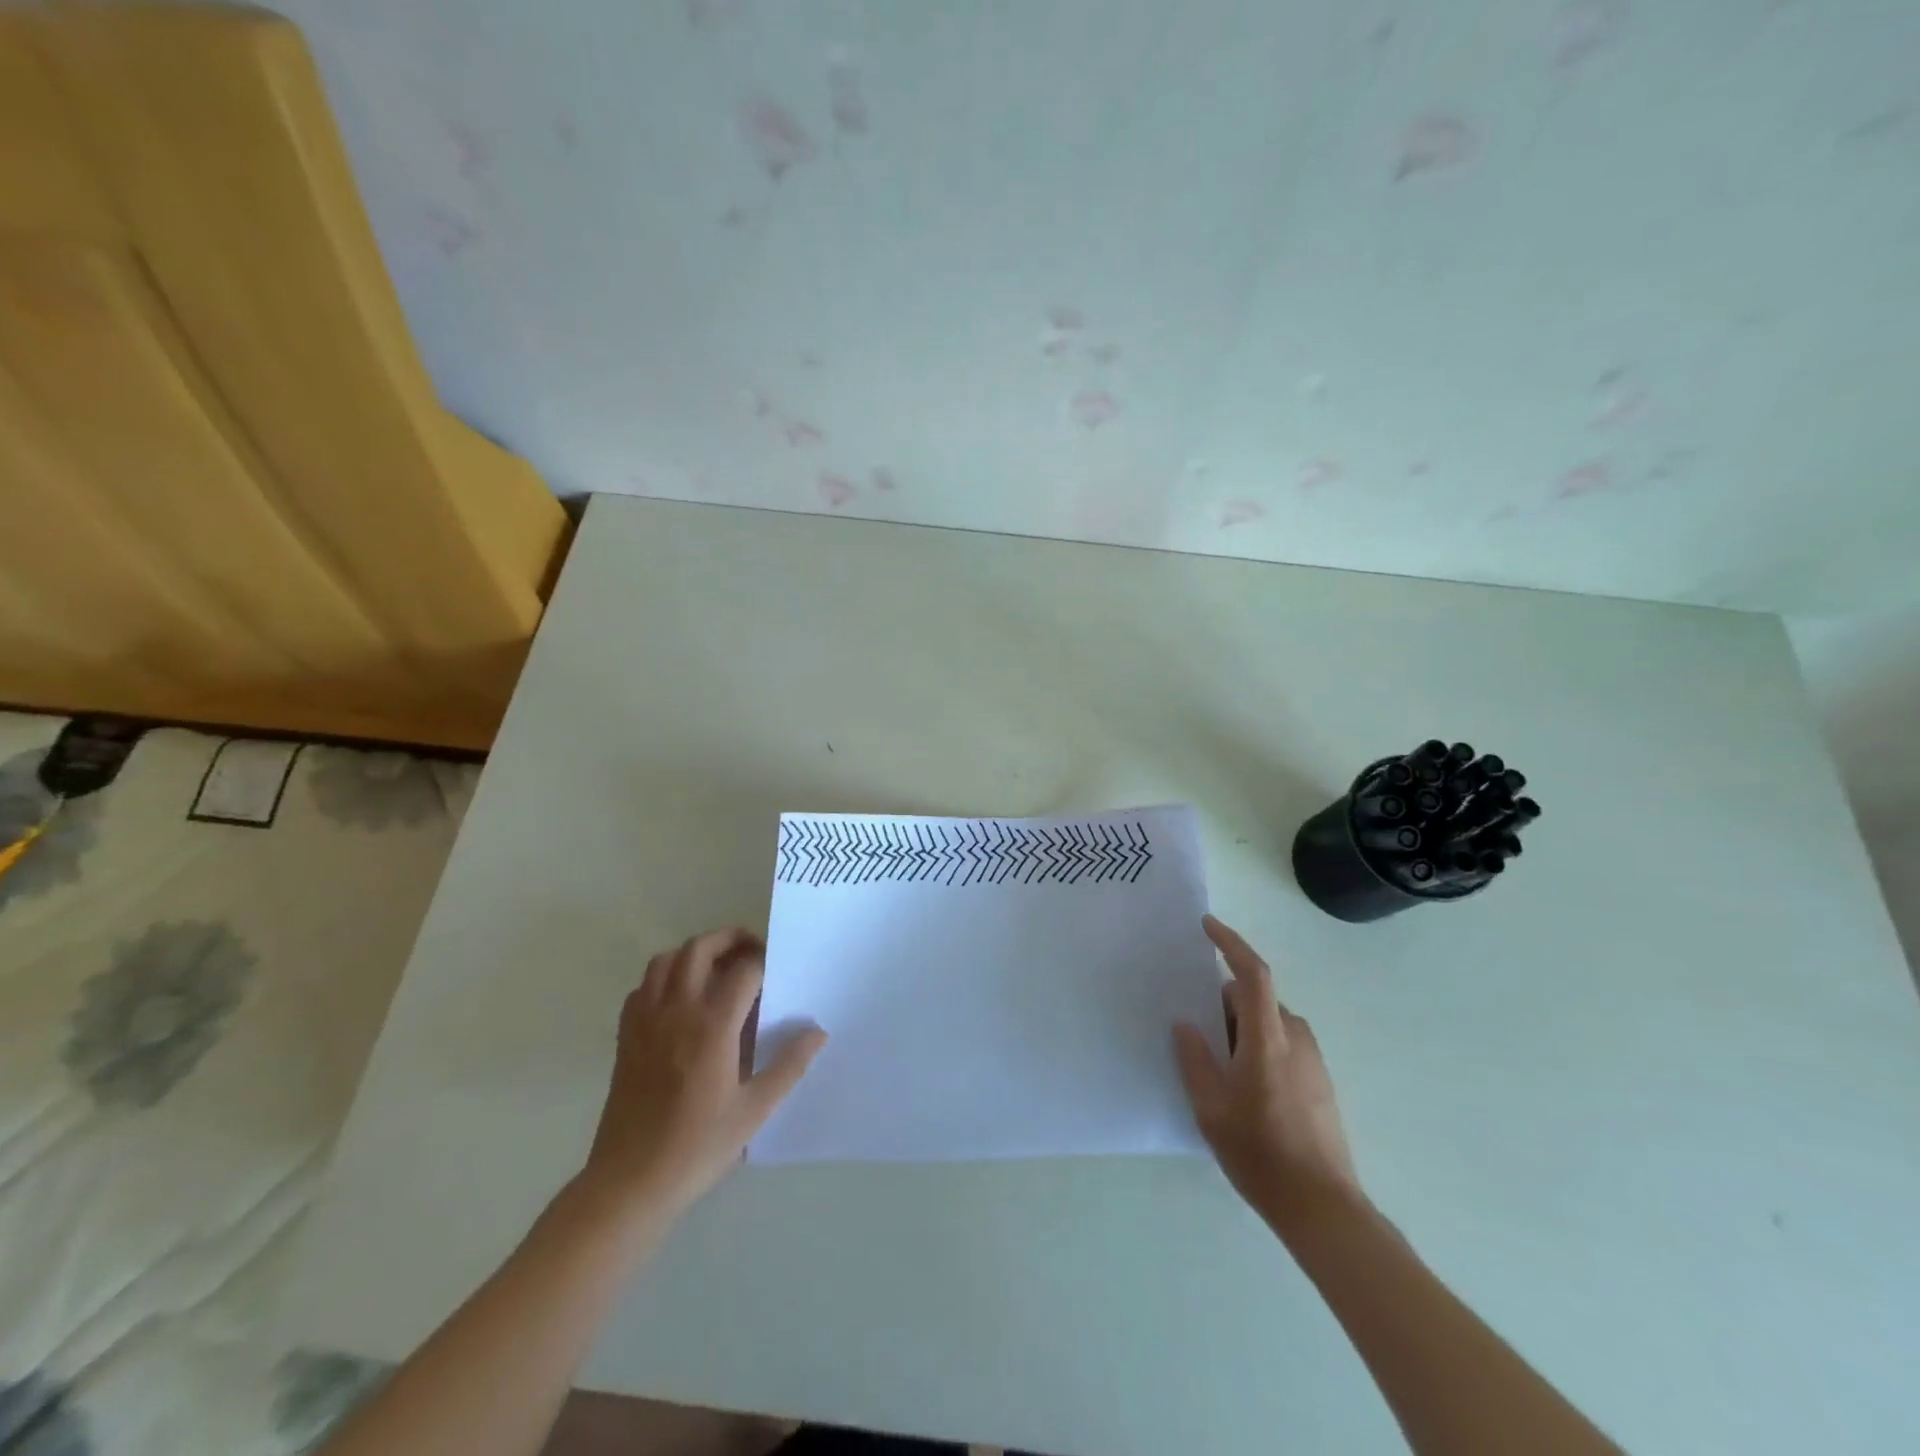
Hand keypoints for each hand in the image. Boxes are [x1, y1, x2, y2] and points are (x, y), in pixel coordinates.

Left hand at [581, 928, 825, 1216]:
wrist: (629, 1183)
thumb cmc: (697, 1147)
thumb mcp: (755, 1110)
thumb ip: (789, 1065)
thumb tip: (817, 1031)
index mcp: (712, 1026)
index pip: (744, 971)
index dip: (764, 963)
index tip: (778, 972)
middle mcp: (677, 1011)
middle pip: (700, 949)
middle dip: (729, 939)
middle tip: (751, 951)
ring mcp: (646, 1021)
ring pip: (666, 960)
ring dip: (693, 953)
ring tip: (717, 968)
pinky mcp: (626, 1036)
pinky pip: (643, 987)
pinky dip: (663, 978)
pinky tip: (680, 1000)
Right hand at [1173, 915, 1361, 1231]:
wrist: (1322, 1206)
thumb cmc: (1260, 1153)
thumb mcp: (1210, 1108)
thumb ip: (1194, 1059)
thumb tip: (1186, 1024)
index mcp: (1267, 1038)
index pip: (1252, 974)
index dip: (1231, 944)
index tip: (1207, 927)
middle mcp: (1295, 1038)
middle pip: (1256, 1000)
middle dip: (1224, 1004)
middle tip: (1196, 1030)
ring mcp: (1313, 1060)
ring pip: (1269, 1023)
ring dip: (1241, 1029)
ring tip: (1216, 1064)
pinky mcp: (1320, 1081)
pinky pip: (1282, 1044)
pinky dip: (1258, 1047)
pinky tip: (1243, 1086)